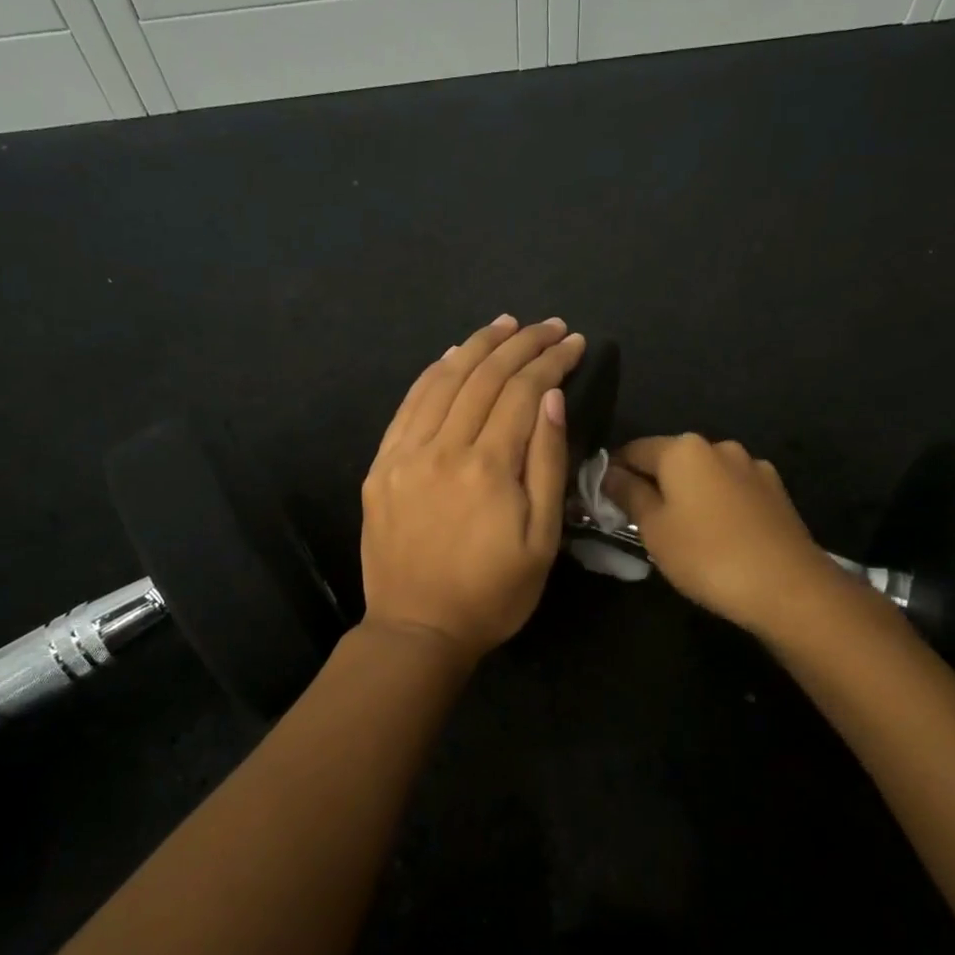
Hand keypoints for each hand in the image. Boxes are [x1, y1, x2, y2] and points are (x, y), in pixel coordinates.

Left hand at [361, 316, 585, 660]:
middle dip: (522, 344)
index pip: (524, 393)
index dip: (552, 362)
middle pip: (485, 377)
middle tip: (548, 326)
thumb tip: (552, 400)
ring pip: (444, 380)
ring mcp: (405, 453)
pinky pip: (409, 404)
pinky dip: (433, 373)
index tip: (573, 343)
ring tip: (505, 325)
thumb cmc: (492, 594)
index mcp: (489, 467)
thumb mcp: (542, 541)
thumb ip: (547, 465)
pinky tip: (452, 355)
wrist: (417, 629)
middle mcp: (444, 448)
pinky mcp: (382, 465)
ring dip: (477, 346)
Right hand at [603, 435, 824, 633]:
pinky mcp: (775, 491)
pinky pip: (731, 490)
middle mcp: (719, 446)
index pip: (633, 450)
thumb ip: (628, 494)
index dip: (614, 473)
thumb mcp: (654, 529)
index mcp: (683, 449)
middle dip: (653, 483)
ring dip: (688, 494)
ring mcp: (752, 467)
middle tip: (641, 522)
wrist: (788, 587)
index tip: (605, 501)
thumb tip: (609, 473)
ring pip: (704, 475)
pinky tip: (718, 535)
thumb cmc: (707, 555)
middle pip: (671, 459)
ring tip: (683, 532)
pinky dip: (717, 504)